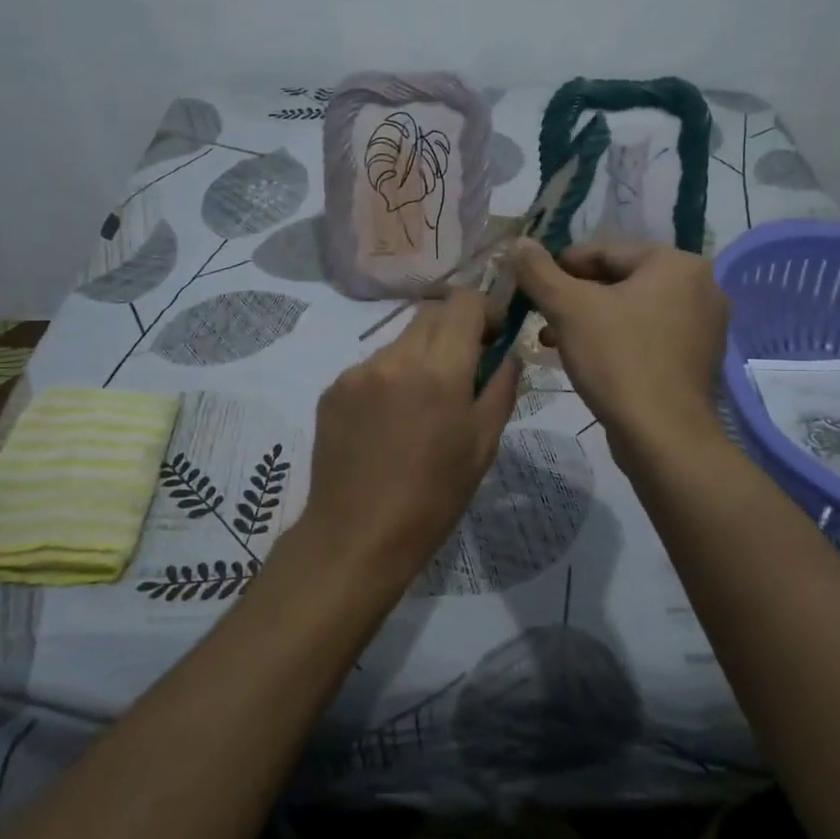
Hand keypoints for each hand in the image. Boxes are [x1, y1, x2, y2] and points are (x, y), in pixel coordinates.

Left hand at [301, 289, 518, 595]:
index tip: (492, 338)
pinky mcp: (332, 389)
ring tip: (421, 406)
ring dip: (419, 356)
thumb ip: (501, 388)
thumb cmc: (433, 497)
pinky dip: (389, 380)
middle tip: (462, 369)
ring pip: (400, 341)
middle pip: (430, 314)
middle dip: (453, 330)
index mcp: (440, 370)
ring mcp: (358, 372)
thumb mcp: (483, 446)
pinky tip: (388, 422)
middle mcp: (395, 358)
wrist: (357, 536)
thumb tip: (507, 354)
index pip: (464, 302)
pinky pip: (371, 367)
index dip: (485, 311)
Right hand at [513, 239, 729, 463]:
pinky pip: (648, 335)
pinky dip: (615, 340)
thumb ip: (539, 271)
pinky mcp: (696, 359)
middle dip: (574, 297)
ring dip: (589, 320)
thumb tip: (519, 243)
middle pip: (620, 280)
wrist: (663, 437)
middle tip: (539, 314)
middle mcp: (700, 287)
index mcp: (677, 264)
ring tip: (551, 339)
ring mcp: (703, 326)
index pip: (606, 251)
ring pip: (632, 310)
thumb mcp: (568, 309)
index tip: (531, 284)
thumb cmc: (617, 360)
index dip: (561, 265)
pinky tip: (584, 357)